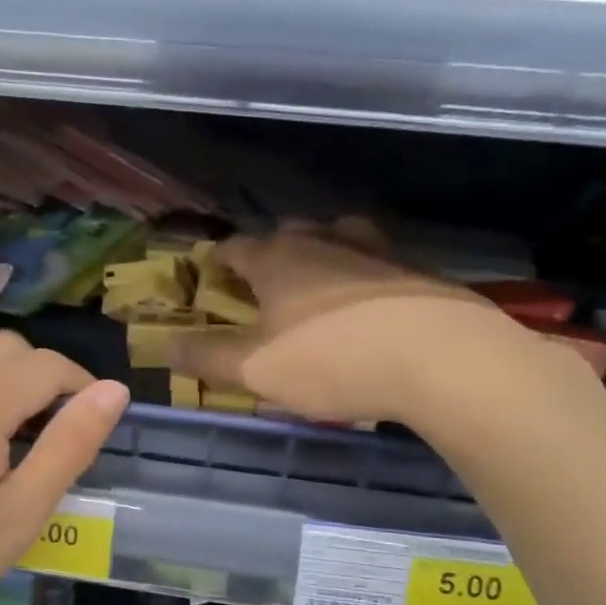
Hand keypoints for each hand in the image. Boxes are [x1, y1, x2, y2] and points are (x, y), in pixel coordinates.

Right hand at [170, 222, 573, 426]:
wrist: (442, 359)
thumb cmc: (333, 360)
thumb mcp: (256, 370)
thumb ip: (206, 356)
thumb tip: (162, 345)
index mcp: (277, 259)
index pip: (235, 247)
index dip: (218, 260)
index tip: (210, 274)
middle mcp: (322, 240)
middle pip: (285, 235)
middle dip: (268, 255)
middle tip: (261, 286)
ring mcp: (373, 249)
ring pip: (334, 238)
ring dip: (318, 255)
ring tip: (315, 284)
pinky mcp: (414, 267)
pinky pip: (374, 261)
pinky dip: (361, 274)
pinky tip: (367, 302)